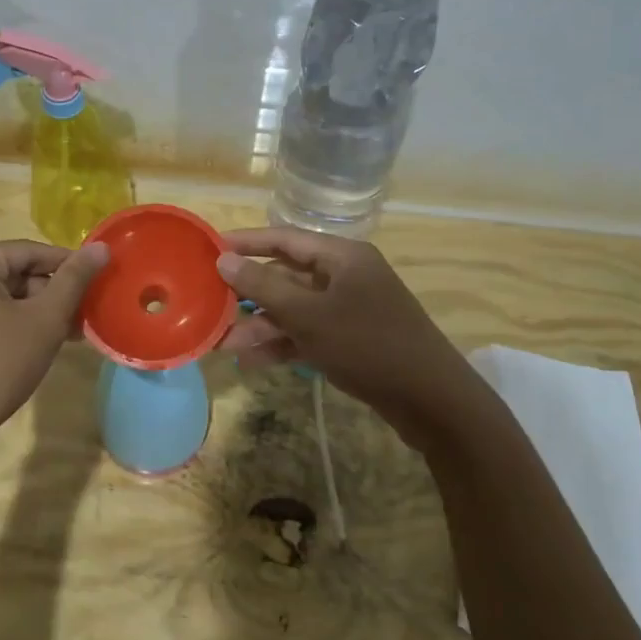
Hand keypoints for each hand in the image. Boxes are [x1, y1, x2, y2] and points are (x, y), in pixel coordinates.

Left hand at [0, 239, 108, 448]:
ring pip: (1, 296)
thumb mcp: (44, 320)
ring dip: (35, 312)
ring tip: (71, 334)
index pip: (30, 251)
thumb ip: (74, 280)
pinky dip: (12, 324)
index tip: (100, 282)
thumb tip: (102, 247)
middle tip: (85, 317)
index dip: (69, 266)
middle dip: (52, 294)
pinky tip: (38, 345)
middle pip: (14, 273)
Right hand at [216, 228, 470, 437]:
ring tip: (226, 346)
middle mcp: (345, 276)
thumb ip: (264, 286)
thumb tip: (224, 259)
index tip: (209, 250)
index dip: (245, 243)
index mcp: (342, 256)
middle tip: (212, 306)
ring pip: (295, 309)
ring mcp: (349, 310)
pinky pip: (308, 333)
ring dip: (262, 326)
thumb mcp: (309, 315)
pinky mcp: (351, 340)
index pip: (284, 238)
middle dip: (249, 295)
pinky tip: (253, 361)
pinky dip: (283, 344)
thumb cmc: (368, 345)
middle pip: (287, 276)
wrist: (432, 400)